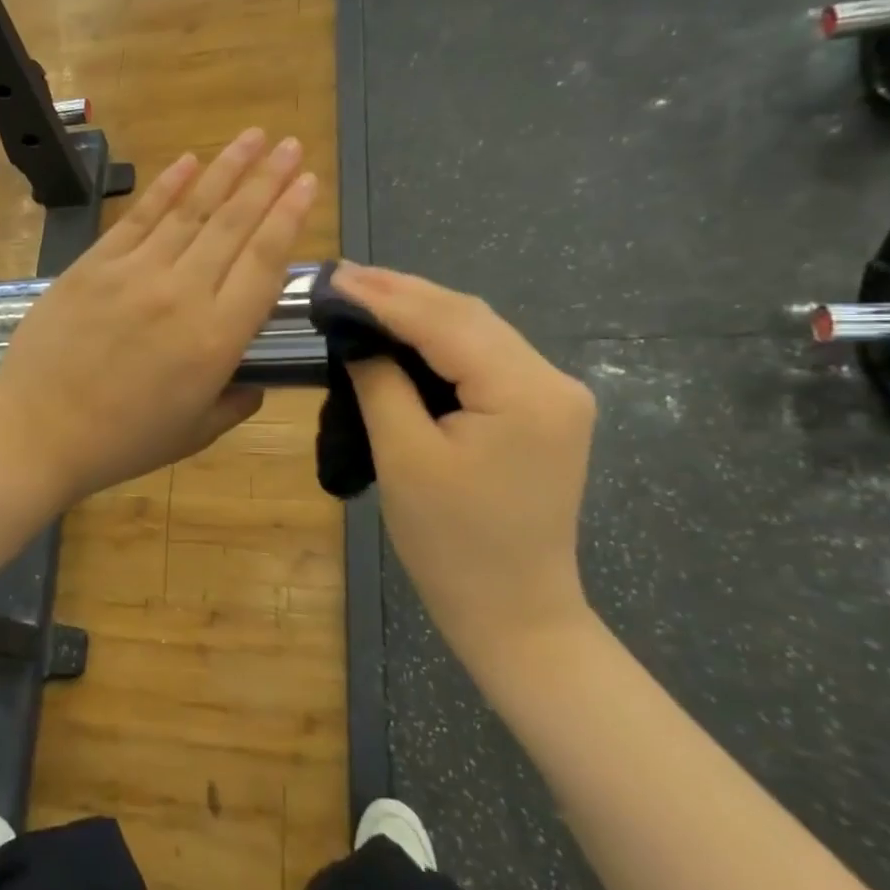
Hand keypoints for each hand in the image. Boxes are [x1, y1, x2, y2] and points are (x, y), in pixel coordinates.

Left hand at [0, 129, 316, 502]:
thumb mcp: (193, 434)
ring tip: (252, 136)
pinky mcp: (94, 265)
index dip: (289, 216)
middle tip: (292, 145)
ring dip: (226, 170)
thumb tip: (256, 383)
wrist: (36, 432)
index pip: (264, 262)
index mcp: (215, 339)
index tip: (307, 181)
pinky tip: (189, 161)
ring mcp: (134, 273)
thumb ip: (234, 402)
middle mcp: (182, 293)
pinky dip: (165, 187)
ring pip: (190, 211)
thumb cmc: (120, 442)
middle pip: (233, 225)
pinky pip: (138, 218)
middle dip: (267, 179)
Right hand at [332, 264, 597, 662]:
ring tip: (364, 293)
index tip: (334, 277)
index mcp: (526, 393)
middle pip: (468, 316)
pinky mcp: (541, 411)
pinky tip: (404, 330)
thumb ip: (381, 384)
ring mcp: (554, 396)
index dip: (385, 296)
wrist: (514, 612)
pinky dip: (440, 339)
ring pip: (478, 331)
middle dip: (403, 292)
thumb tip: (357, 337)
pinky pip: (485, 357)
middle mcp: (553, 381)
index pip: (446, 323)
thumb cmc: (452, 543)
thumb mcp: (405, 458)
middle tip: (343, 277)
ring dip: (420, 311)